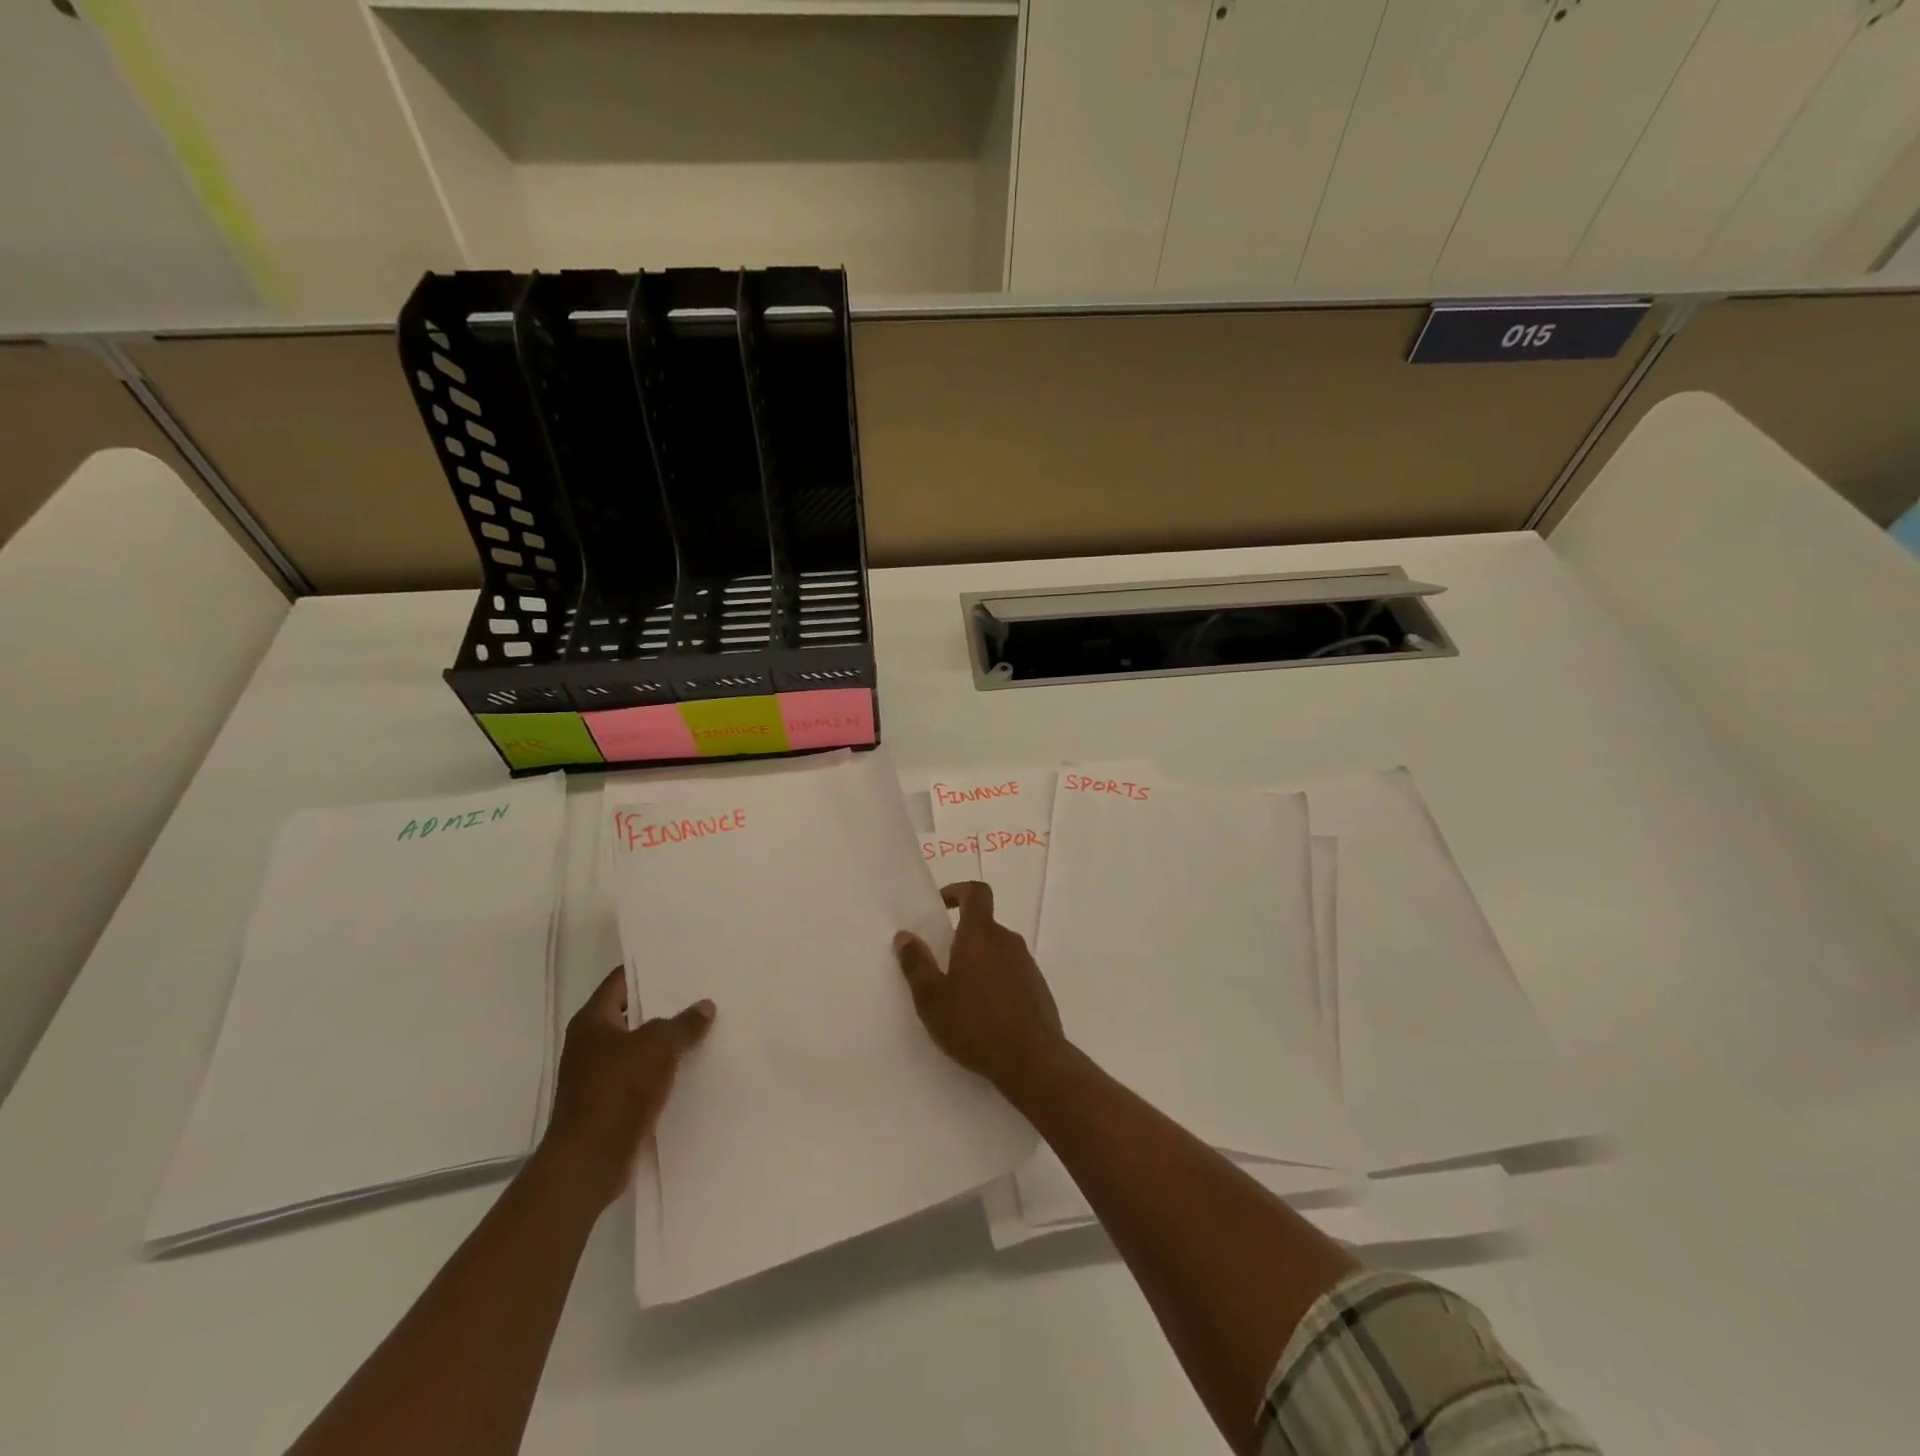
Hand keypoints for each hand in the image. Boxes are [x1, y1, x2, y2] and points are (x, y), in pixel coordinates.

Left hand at [538, 967, 714, 1209]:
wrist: (590, 1161)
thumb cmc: (618, 1090)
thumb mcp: (659, 1046)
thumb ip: (683, 1023)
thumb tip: (704, 1006)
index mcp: (592, 1021)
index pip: (621, 981)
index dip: (649, 969)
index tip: (680, 961)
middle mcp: (590, 1044)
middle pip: (632, 1013)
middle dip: (664, 1005)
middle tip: (700, 991)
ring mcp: (598, 1076)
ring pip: (639, 1047)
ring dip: (666, 1041)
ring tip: (704, 1026)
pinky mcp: (610, 1104)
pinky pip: (642, 1076)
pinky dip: (663, 1070)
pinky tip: (692, 1067)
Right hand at [894, 881, 1064, 1090]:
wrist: (1032, 1060)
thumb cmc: (975, 1024)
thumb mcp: (932, 999)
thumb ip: (916, 964)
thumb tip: (904, 936)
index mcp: (981, 935)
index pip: (976, 893)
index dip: (958, 891)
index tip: (940, 906)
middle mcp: (1008, 941)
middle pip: (984, 926)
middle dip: (962, 939)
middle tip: (940, 965)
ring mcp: (1028, 965)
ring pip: (997, 952)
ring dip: (979, 964)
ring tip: (960, 996)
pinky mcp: (1038, 989)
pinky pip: (1012, 974)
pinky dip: (996, 983)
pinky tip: (984, 1015)